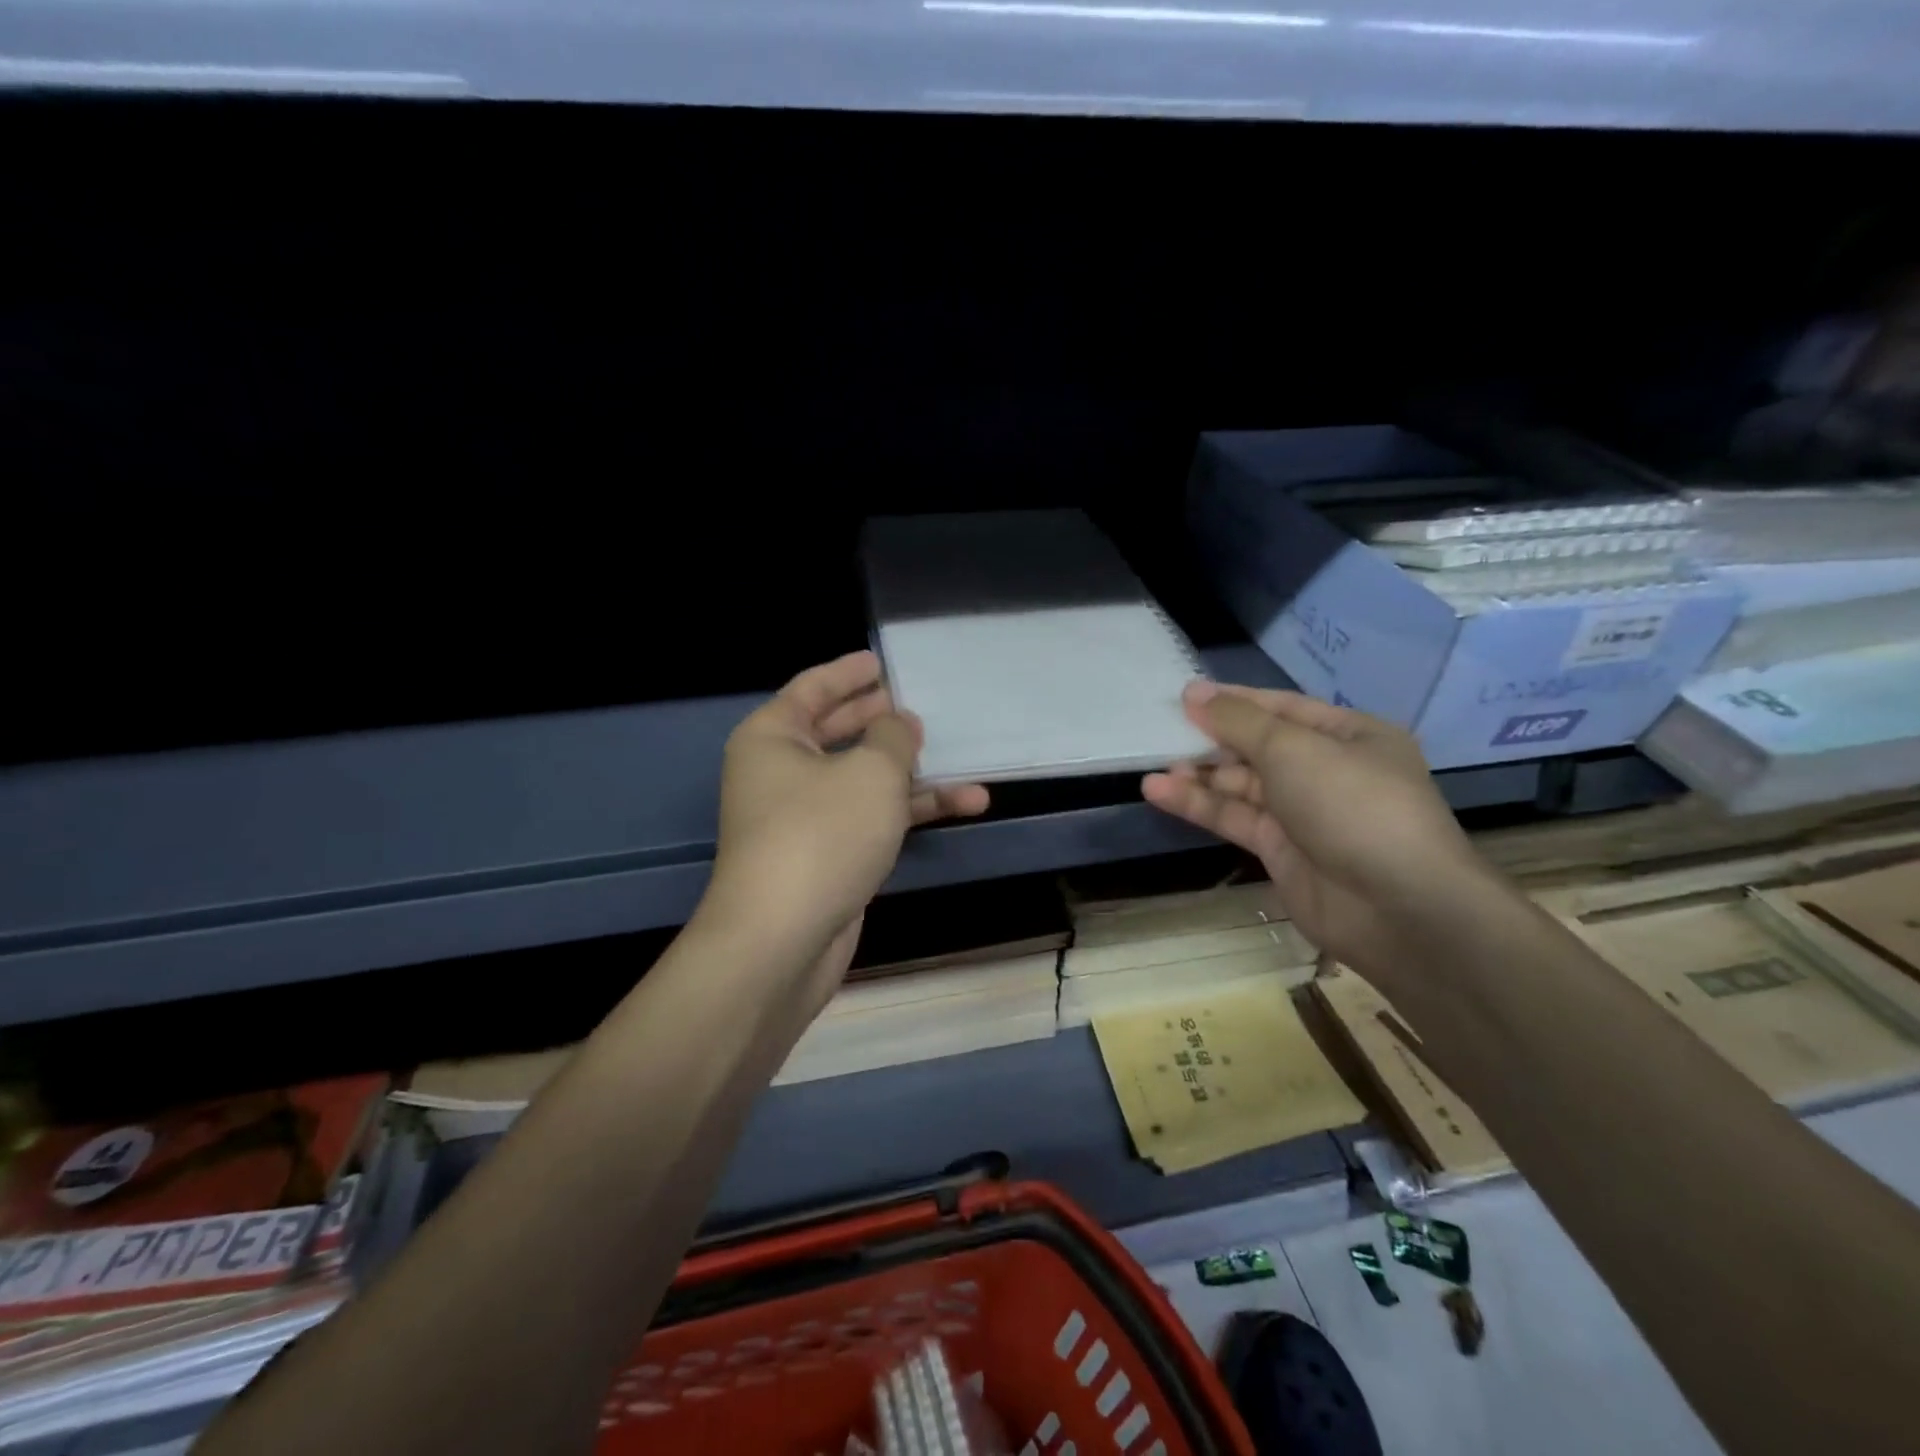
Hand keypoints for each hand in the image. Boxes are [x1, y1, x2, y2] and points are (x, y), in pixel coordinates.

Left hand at [703, 651, 988, 999]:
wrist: (784, 939)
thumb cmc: (822, 834)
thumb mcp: (871, 771)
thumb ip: (893, 737)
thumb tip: (899, 723)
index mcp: (773, 737)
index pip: (812, 688)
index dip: (848, 672)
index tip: (881, 661)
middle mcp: (781, 772)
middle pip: (838, 731)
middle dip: (881, 719)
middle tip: (918, 704)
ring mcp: (804, 817)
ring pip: (864, 779)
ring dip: (913, 771)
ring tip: (962, 756)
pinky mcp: (828, 855)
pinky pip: (872, 817)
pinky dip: (911, 810)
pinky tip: (964, 804)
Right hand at [1142, 682, 1489, 980]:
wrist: (1397, 908)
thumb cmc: (1352, 805)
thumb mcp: (1293, 749)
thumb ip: (1238, 721)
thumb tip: (1194, 692)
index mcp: (1350, 736)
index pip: (1283, 708)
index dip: (1234, 701)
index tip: (1185, 696)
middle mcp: (1328, 771)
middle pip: (1259, 747)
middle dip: (1213, 739)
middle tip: (1162, 730)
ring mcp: (1304, 814)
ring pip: (1242, 786)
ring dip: (1200, 775)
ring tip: (1154, 766)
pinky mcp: (1281, 851)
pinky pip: (1235, 818)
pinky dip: (1199, 805)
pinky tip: (1160, 792)